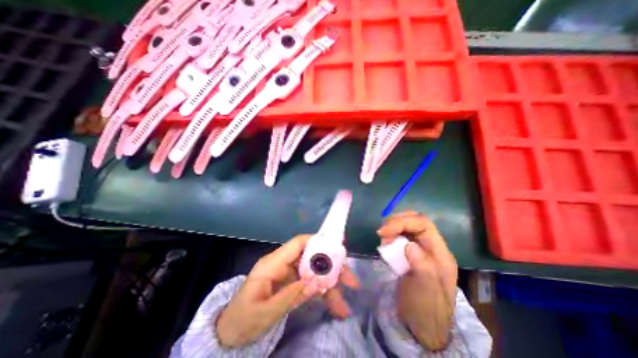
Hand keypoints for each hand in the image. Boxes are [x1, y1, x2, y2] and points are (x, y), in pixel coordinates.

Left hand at [218, 234, 357, 347]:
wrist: (230, 333)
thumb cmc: (242, 320)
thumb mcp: (265, 312)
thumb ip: (291, 296)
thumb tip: (316, 283)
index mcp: (273, 264)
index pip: (297, 244)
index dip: (316, 242)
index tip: (336, 249)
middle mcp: (283, 265)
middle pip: (311, 258)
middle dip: (331, 268)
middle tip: (350, 280)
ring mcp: (289, 275)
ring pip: (314, 272)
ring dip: (330, 285)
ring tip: (343, 305)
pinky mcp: (292, 284)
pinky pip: (310, 284)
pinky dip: (322, 293)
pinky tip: (334, 305)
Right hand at [377, 211, 457, 350]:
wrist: (421, 327)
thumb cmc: (425, 311)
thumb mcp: (426, 292)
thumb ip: (423, 267)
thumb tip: (410, 245)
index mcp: (440, 254)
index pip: (423, 224)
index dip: (402, 222)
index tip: (383, 231)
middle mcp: (432, 247)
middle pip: (415, 221)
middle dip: (396, 222)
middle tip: (382, 233)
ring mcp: (421, 250)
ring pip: (407, 227)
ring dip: (392, 228)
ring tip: (383, 240)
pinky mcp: (410, 254)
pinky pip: (400, 236)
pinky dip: (391, 236)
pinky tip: (385, 245)